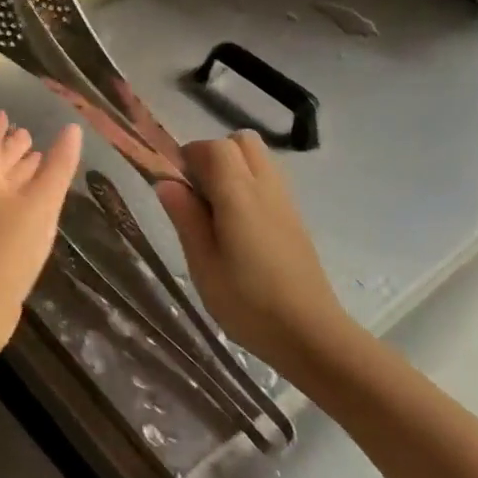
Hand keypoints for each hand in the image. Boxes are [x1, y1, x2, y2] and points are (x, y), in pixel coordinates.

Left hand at [0, 112, 81, 355]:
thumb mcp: (41, 203)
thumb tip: (71, 129)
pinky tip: (29, 208)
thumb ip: (58, 167)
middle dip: (9, 149)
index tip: (5, 113)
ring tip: (34, 164)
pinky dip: (14, 199)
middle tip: (26, 134)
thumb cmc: (8, 245)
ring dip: (13, 174)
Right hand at [154, 132, 360, 380]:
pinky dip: (248, 185)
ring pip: (258, 159)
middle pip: (241, 142)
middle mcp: (266, 188)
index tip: (172, 182)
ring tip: (214, 209)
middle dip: (213, 154)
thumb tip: (166, 182)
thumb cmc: (248, 303)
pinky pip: (268, 180)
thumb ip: (185, 217)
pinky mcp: (295, 218)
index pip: (214, 147)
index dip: (189, 155)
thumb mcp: (203, 264)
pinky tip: (237, 225)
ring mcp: (285, 202)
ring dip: (232, 168)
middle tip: (195, 191)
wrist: (311, 335)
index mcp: (240, 195)